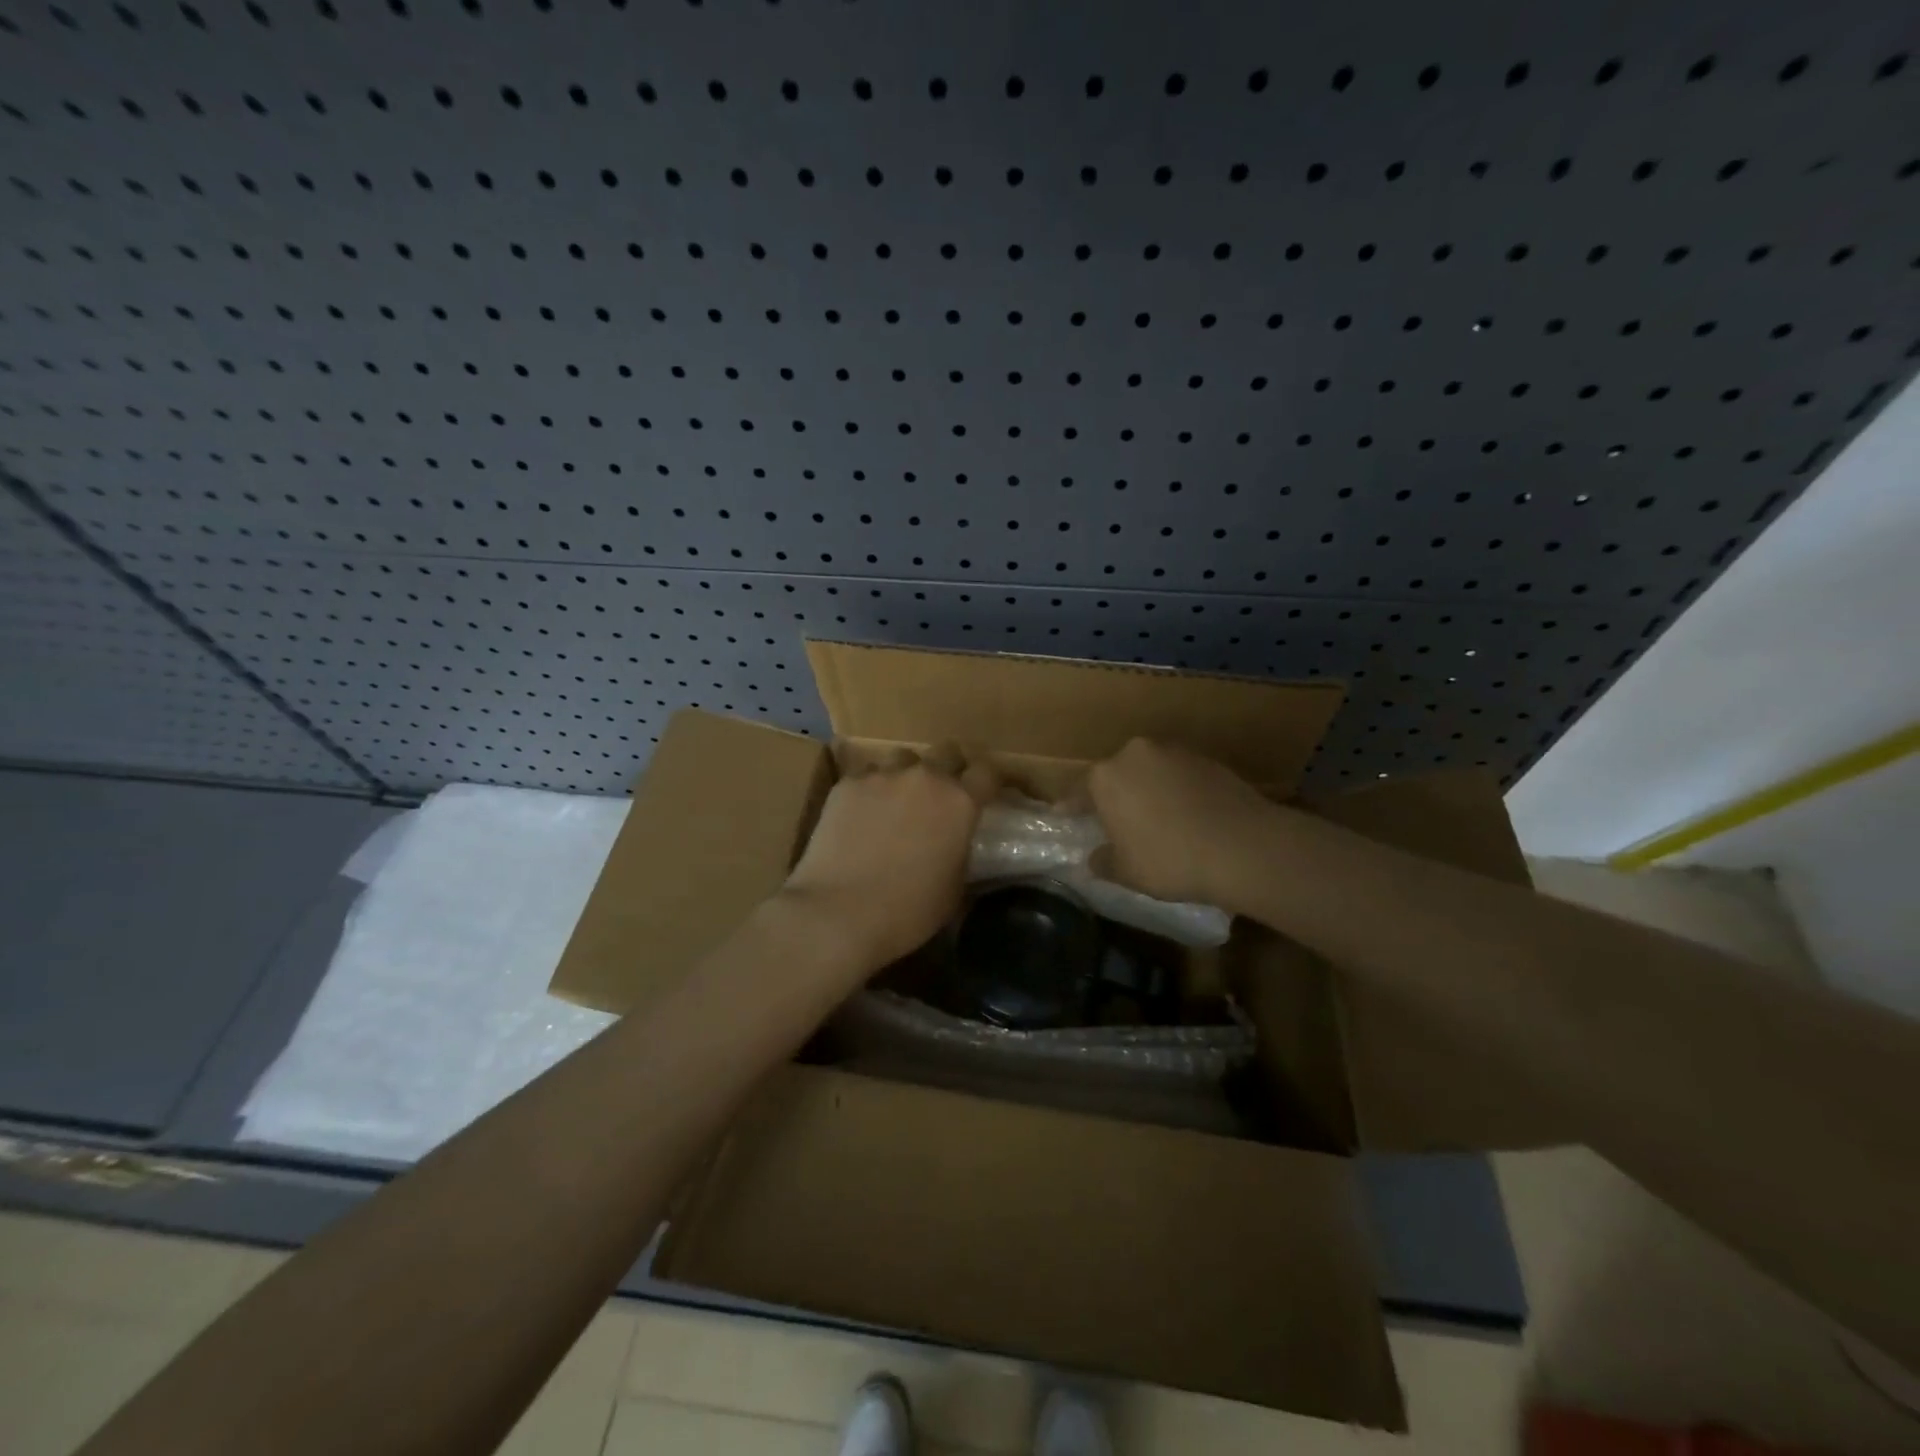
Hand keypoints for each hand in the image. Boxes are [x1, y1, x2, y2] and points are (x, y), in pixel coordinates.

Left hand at [779, 743, 998, 972]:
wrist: (839, 913)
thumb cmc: (908, 911)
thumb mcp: (954, 887)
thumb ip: (960, 851)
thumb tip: (955, 841)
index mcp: (960, 802)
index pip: (987, 771)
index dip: (990, 780)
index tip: (987, 792)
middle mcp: (925, 777)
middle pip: (947, 752)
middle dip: (949, 768)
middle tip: (941, 795)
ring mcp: (882, 776)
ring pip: (902, 759)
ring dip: (907, 775)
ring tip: (896, 802)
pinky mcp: (847, 784)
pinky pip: (866, 776)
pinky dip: (871, 790)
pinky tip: (861, 816)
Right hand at [1087, 738, 1276, 909]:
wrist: (1242, 846)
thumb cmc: (1169, 859)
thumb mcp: (1126, 871)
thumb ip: (1103, 861)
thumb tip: (1093, 858)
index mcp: (1106, 776)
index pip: (1079, 789)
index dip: (1072, 806)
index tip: (1066, 815)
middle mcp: (1136, 753)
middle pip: (1116, 774)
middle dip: (1114, 795)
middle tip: (1114, 821)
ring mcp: (1175, 752)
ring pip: (1150, 771)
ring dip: (1147, 790)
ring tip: (1153, 819)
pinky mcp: (1208, 760)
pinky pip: (1180, 776)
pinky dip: (1176, 791)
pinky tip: (1185, 816)